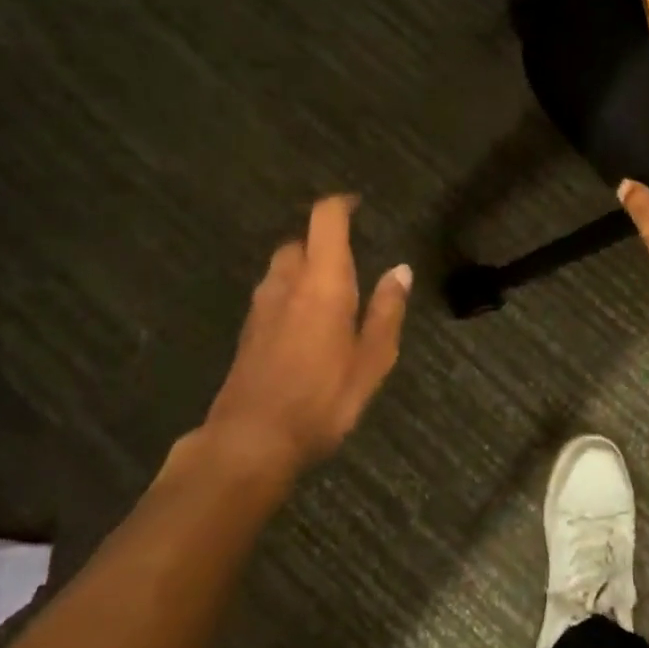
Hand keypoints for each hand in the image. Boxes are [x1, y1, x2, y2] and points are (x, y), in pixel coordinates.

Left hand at [192, 195, 411, 485]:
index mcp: (322, 281)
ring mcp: (261, 307)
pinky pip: (272, 295)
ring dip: (304, 268)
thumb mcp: (371, 360)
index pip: (326, 220)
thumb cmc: (321, 398)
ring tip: (329, 292)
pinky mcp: (247, 332)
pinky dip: (290, 293)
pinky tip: (305, 325)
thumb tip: (400, 270)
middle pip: (300, 241)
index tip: (358, 205)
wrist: (249, 441)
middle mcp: (287, 283)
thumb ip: (386, 311)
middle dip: (323, 241)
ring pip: (282, 268)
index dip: (341, 205)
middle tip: (350, 260)